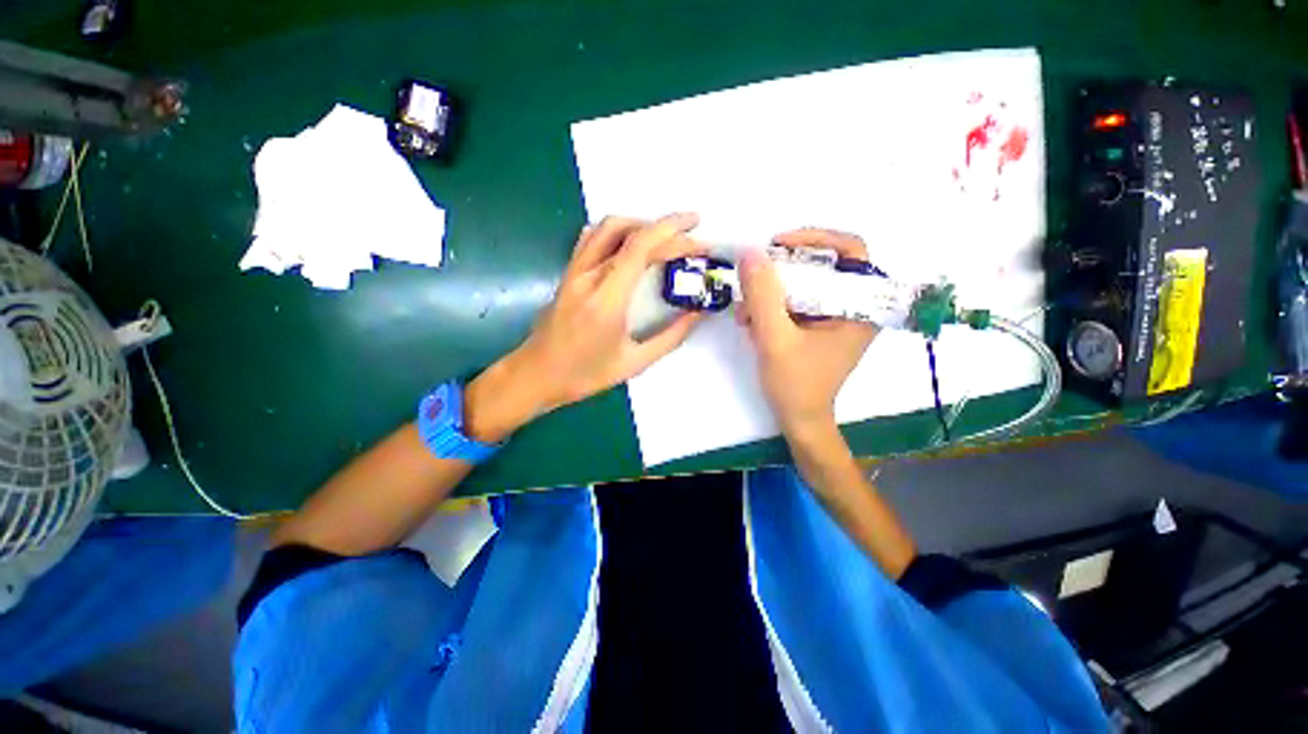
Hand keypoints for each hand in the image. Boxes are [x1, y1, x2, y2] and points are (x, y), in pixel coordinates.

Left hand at [464, 214, 704, 441]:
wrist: (536, 375)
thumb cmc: (585, 374)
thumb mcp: (635, 363)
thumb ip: (671, 337)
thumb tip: (698, 312)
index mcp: (607, 299)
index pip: (641, 247)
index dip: (674, 235)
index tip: (699, 238)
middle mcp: (589, 276)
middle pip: (630, 232)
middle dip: (667, 228)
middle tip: (692, 238)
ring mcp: (575, 271)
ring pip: (608, 227)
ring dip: (642, 224)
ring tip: (666, 238)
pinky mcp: (568, 273)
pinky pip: (593, 238)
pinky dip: (618, 231)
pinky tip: (631, 244)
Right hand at [737, 229, 877, 436]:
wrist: (798, 420)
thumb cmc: (795, 384)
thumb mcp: (775, 338)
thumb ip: (762, 296)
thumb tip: (750, 252)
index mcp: (861, 308)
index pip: (851, 250)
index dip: (816, 237)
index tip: (779, 245)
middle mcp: (853, 307)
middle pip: (821, 266)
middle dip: (782, 272)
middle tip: (753, 279)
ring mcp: (835, 317)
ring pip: (803, 284)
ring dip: (770, 293)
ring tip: (745, 313)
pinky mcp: (818, 326)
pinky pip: (795, 302)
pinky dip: (771, 307)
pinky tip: (750, 322)